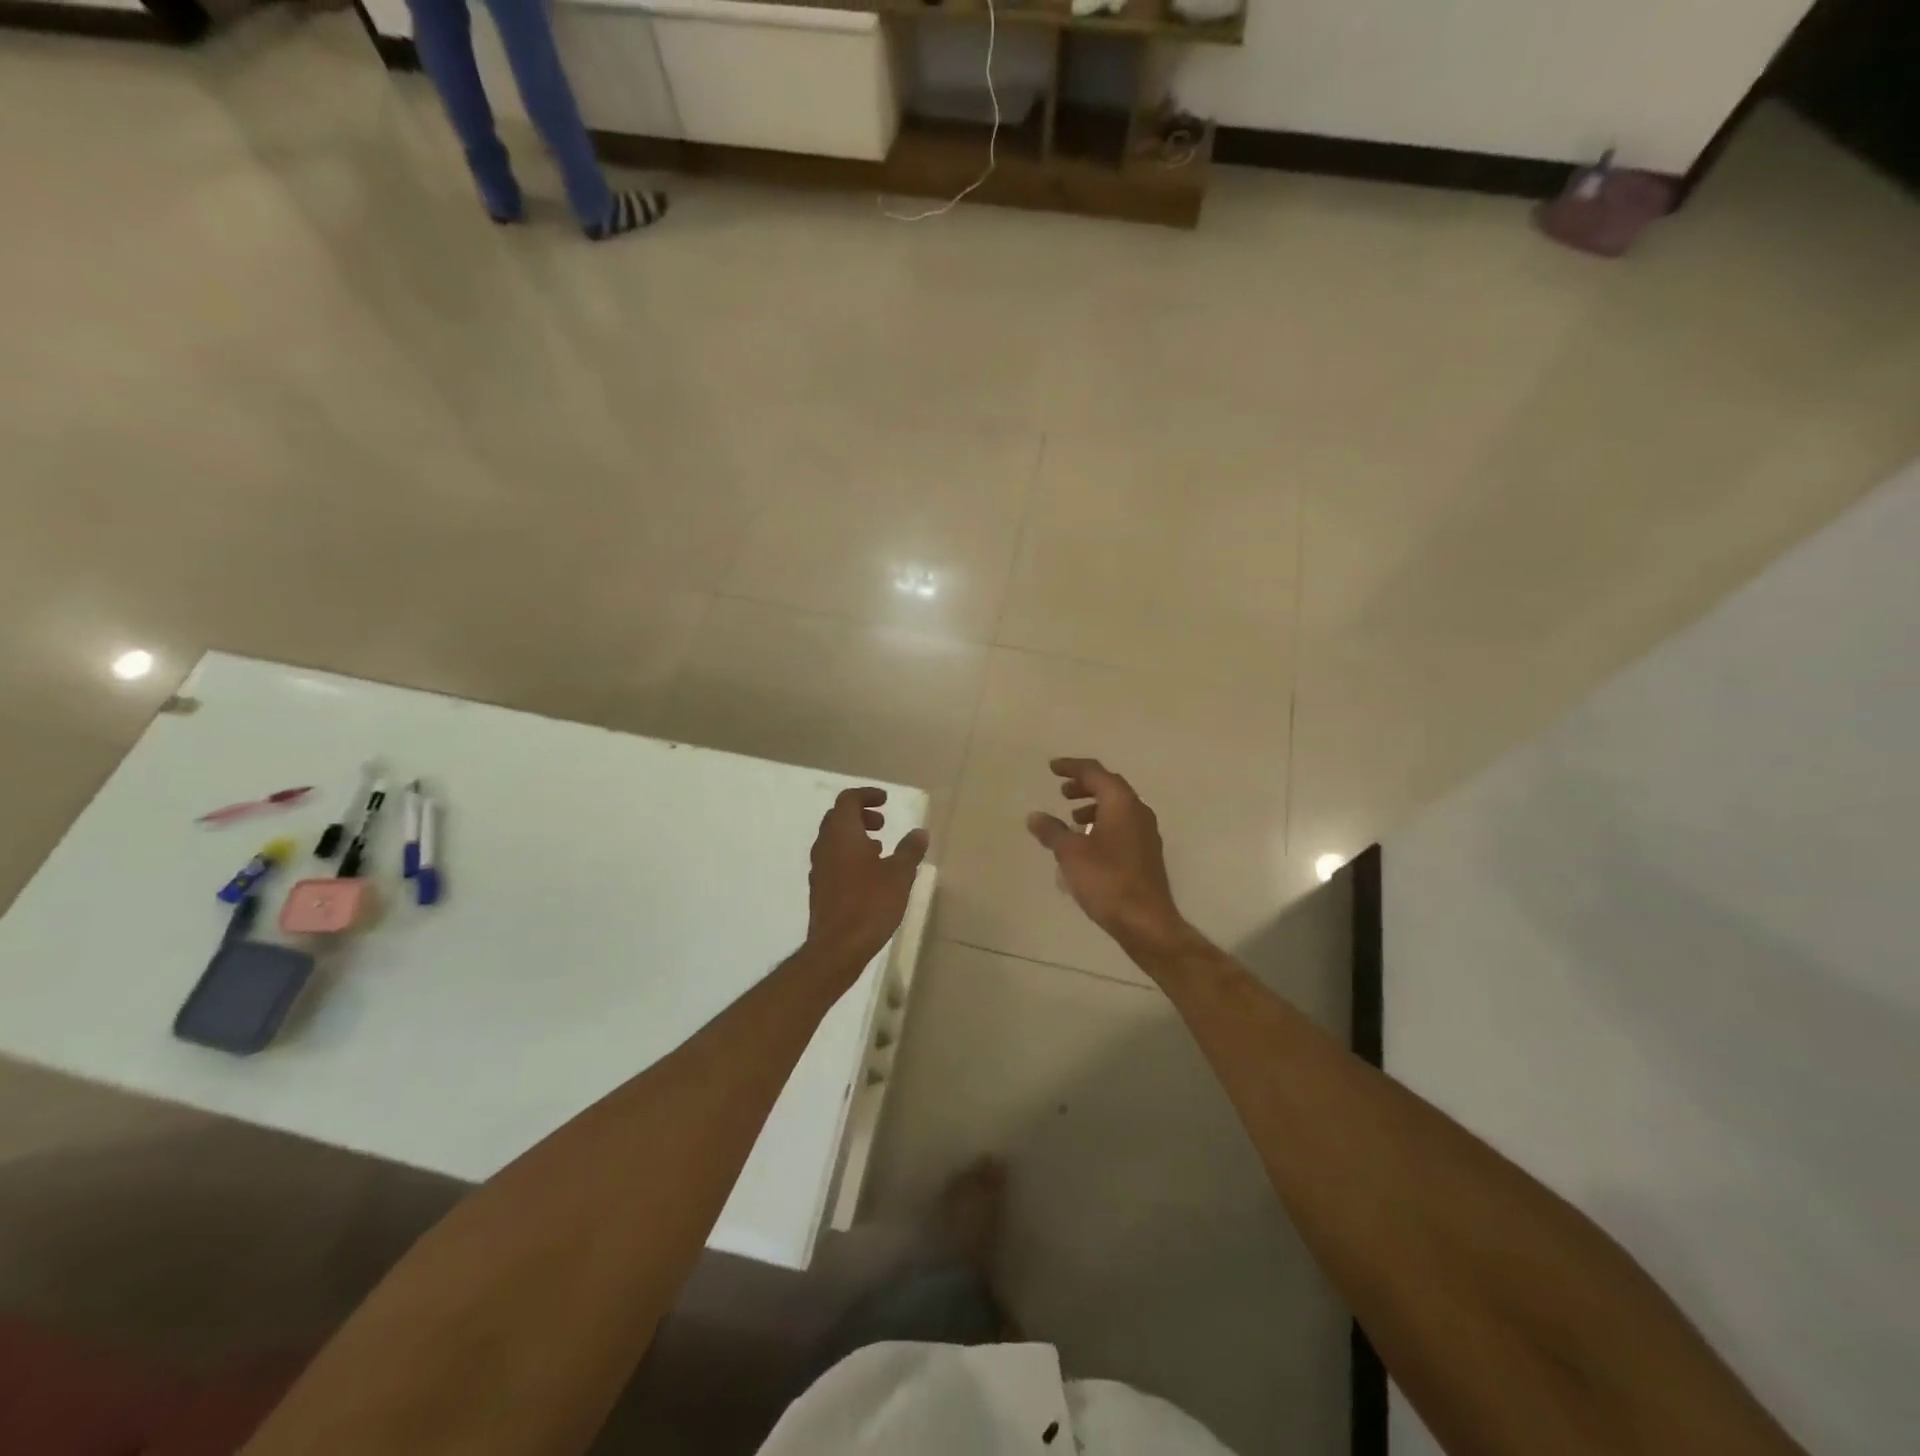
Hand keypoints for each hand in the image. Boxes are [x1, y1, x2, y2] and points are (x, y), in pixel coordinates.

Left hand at [806, 788, 928, 978]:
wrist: (837, 948)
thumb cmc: (870, 904)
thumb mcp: (899, 875)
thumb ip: (910, 850)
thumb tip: (920, 832)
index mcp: (842, 834)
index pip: (848, 800)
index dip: (866, 795)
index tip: (885, 801)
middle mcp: (825, 845)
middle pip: (838, 817)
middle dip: (860, 814)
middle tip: (882, 823)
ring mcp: (819, 867)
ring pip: (834, 839)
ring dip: (856, 836)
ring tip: (880, 848)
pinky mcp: (820, 888)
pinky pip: (833, 859)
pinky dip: (850, 855)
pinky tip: (869, 873)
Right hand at [1027, 758, 1185, 953]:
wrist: (1146, 921)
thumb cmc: (1107, 880)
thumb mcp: (1071, 853)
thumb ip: (1052, 831)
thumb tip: (1035, 816)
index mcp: (1121, 803)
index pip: (1095, 772)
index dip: (1072, 767)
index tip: (1052, 768)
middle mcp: (1138, 811)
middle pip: (1109, 787)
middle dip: (1084, 785)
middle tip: (1062, 791)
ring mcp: (1146, 833)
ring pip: (1117, 807)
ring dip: (1093, 806)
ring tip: (1072, 818)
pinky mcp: (1146, 853)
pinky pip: (1121, 825)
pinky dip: (1102, 824)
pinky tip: (1087, 844)